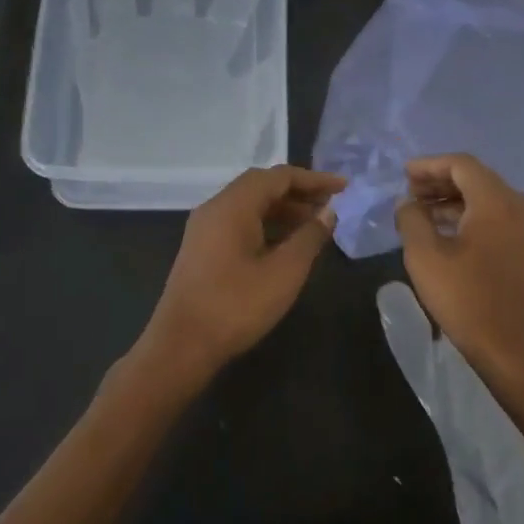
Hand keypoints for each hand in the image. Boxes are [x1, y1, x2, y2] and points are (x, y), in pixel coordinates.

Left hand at [138, 165, 346, 380]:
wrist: (181, 346)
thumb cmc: (236, 306)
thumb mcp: (284, 272)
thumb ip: (309, 237)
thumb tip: (328, 213)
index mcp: (232, 205)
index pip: (278, 176)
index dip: (313, 180)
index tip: (343, 188)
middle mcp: (215, 208)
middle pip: (261, 186)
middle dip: (298, 192)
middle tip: (330, 206)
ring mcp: (205, 229)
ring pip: (249, 205)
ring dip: (283, 209)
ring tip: (314, 226)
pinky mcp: (202, 249)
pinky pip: (238, 222)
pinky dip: (266, 224)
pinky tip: (285, 244)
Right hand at [393, 153, 523, 383]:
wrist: (518, 352)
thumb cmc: (468, 301)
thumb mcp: (425, 258)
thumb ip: (412, 220)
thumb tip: (408, 203)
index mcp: (496, 202)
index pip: (461, 164)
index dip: (429, 165)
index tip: (403, 175)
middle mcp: (519, 206)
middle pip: (477, 178)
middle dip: (440, 181)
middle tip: (409, 193)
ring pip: (487, 199)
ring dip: (454, 200)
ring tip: (422, 213)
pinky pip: (498, 218)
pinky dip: (470, 216)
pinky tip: (447, 234)